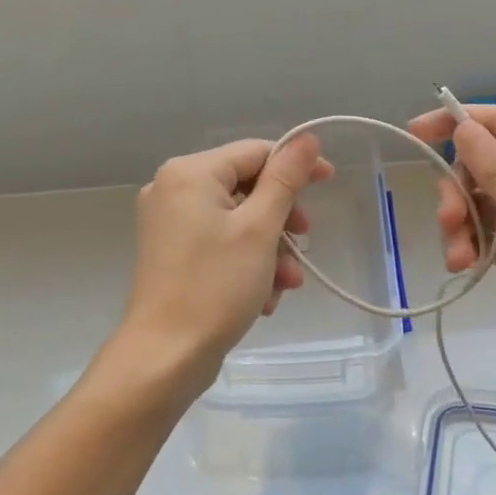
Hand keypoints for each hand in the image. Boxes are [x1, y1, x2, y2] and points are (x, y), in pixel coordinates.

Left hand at [119, 135, 332, 389]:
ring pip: (238, 221)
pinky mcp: (173, 254)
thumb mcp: (259, 229)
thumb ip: (285, 179)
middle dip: (281, 220)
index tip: (330, 182)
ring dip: (270, 249)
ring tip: (287, 285)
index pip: (255, 152)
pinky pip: (220, 244)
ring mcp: (169, 224)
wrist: (165, 357)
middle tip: (304, 243)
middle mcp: (173, 190)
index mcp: (190, 173)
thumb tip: (307, 138)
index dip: (296, 165)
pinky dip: (247, 264)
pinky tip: (264, 298)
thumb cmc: (215, 286)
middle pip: (246, 187)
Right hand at [409, 104, 495, 383]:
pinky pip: (481, 235)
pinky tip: (463, 266)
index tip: (415, 132)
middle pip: (479, 166)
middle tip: (449, 221)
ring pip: (476, 203)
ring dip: (459, 225)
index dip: (455, 121)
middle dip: (457, 190)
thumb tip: (463, 126)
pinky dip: (468, 246)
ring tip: (458, 257)